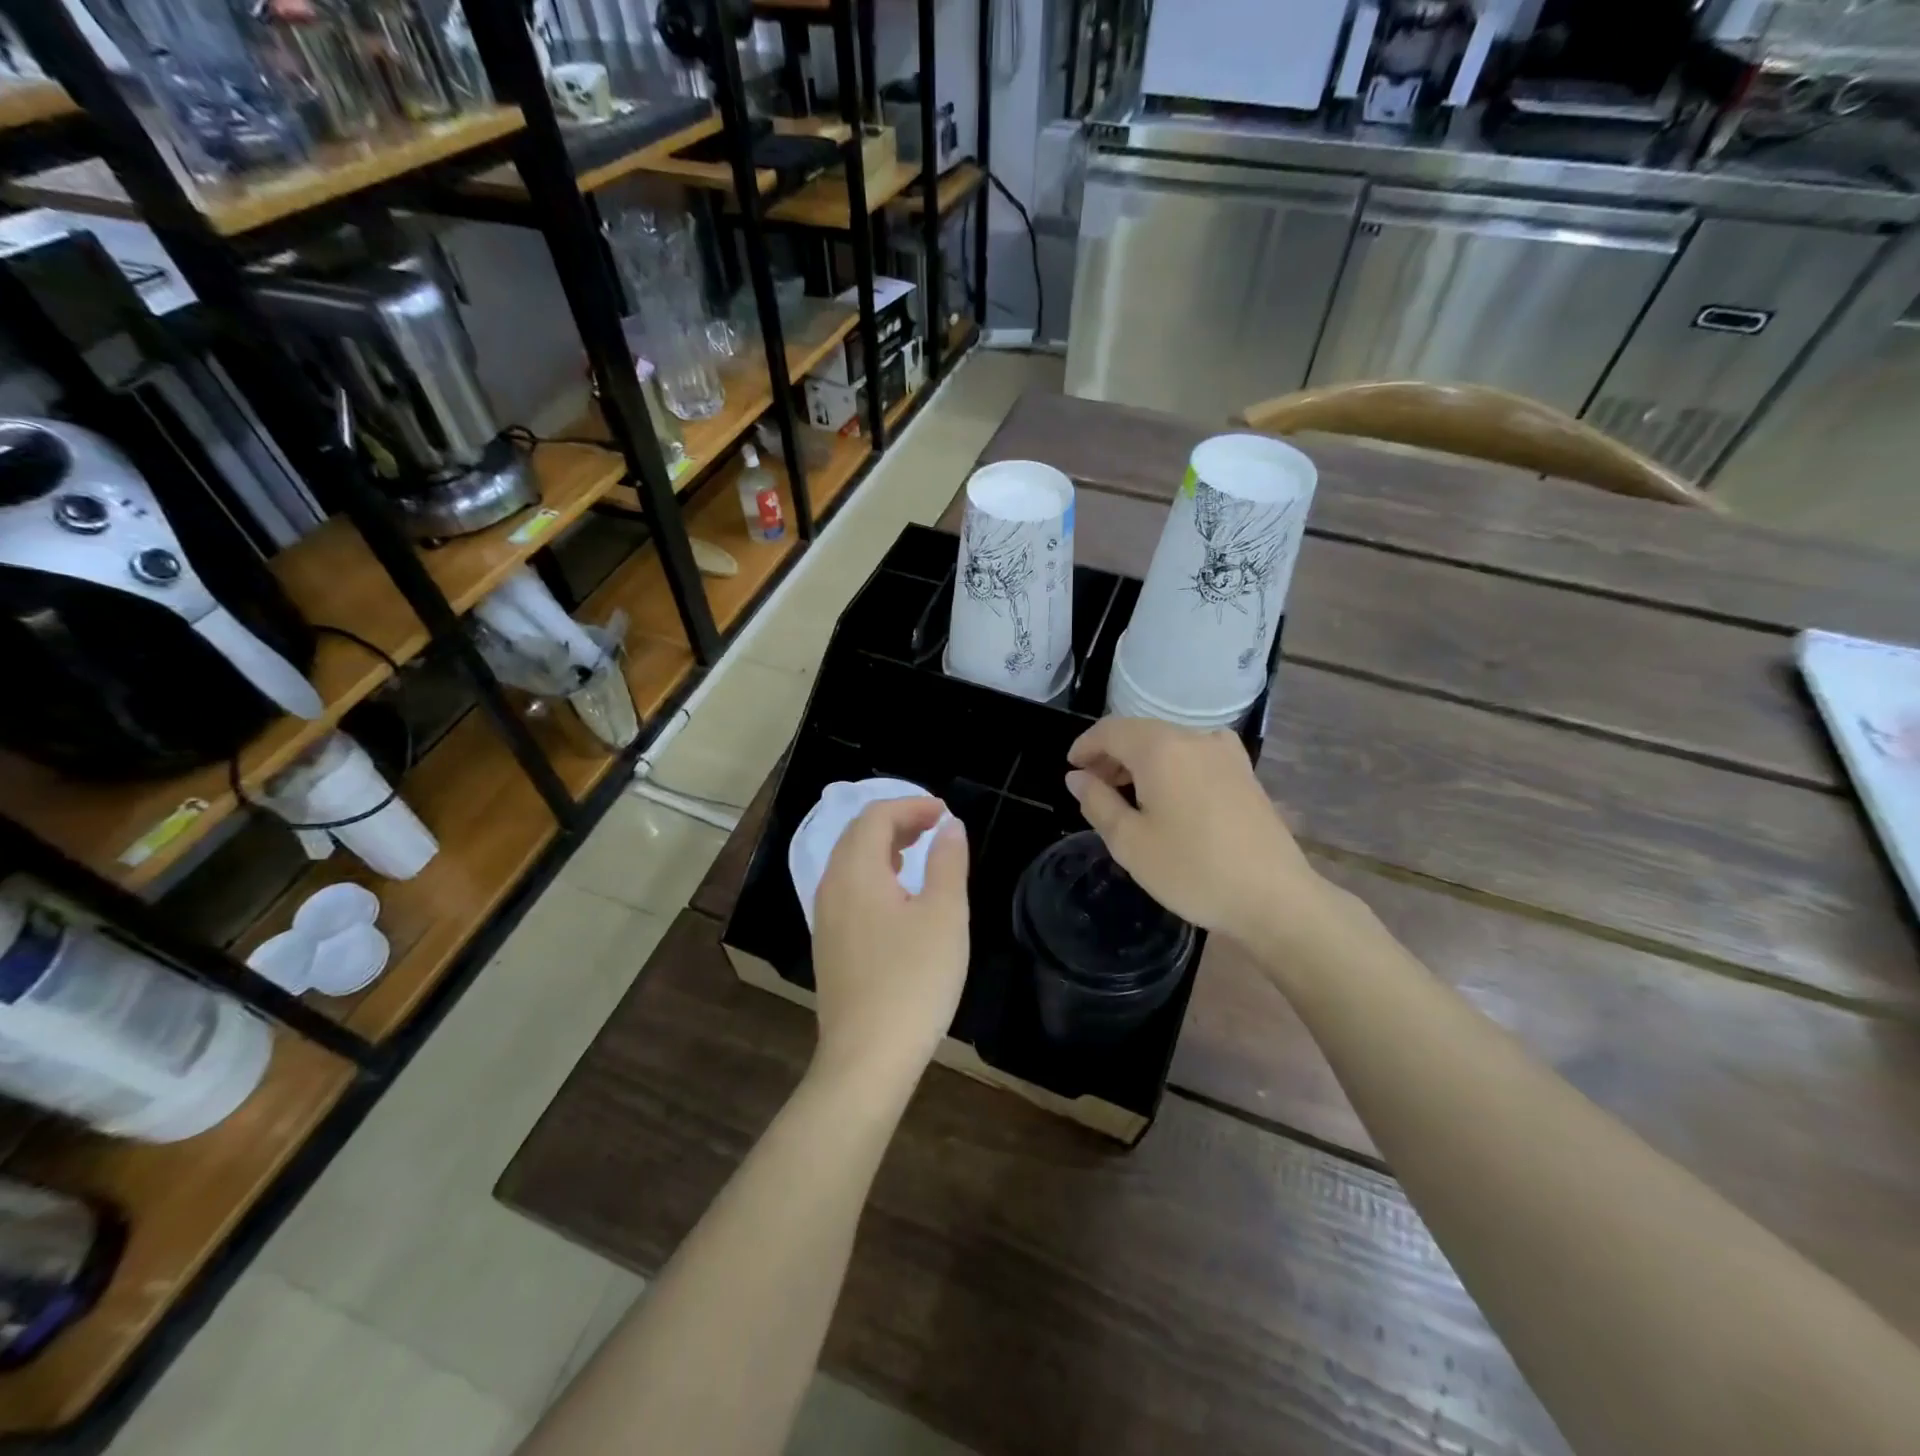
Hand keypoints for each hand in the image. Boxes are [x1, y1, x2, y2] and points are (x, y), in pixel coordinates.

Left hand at [809, 797, 969, 1094]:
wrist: (867, 1059)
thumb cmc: (913, 981)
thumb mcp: (944, 916)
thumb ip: (947, 862)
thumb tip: (948, 825)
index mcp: (856, 873)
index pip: (876, 817)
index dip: (911, 805)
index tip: (945, 813)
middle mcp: (832, 888)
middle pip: (857, 835)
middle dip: (896, 821)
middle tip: (935, 827)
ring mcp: (826, 919)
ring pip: (850, 863)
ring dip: (884, 847)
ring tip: (919, 851)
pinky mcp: (830, 946)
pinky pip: (848, 889)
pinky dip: (874, 874)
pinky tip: (898, 895)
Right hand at [1065, 717, 1342, 955]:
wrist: (1274, 898)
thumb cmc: (1192, 870)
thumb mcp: (1130, 842)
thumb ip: (1097, 802)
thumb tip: (1077, 777)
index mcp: (1160, 749)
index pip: (1111, 730)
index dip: (1085, 745)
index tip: (1071, 769)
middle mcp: (1194, 738)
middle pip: (1141, 732)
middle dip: (1111, 754)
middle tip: (1092, 787)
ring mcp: (1225, 753)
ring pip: (1169, 742)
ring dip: (1141, 760)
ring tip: (1126, 795)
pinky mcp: (1244, 772)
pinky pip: (1195, 754)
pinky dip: (1171, 765)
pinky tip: (1169, 795)